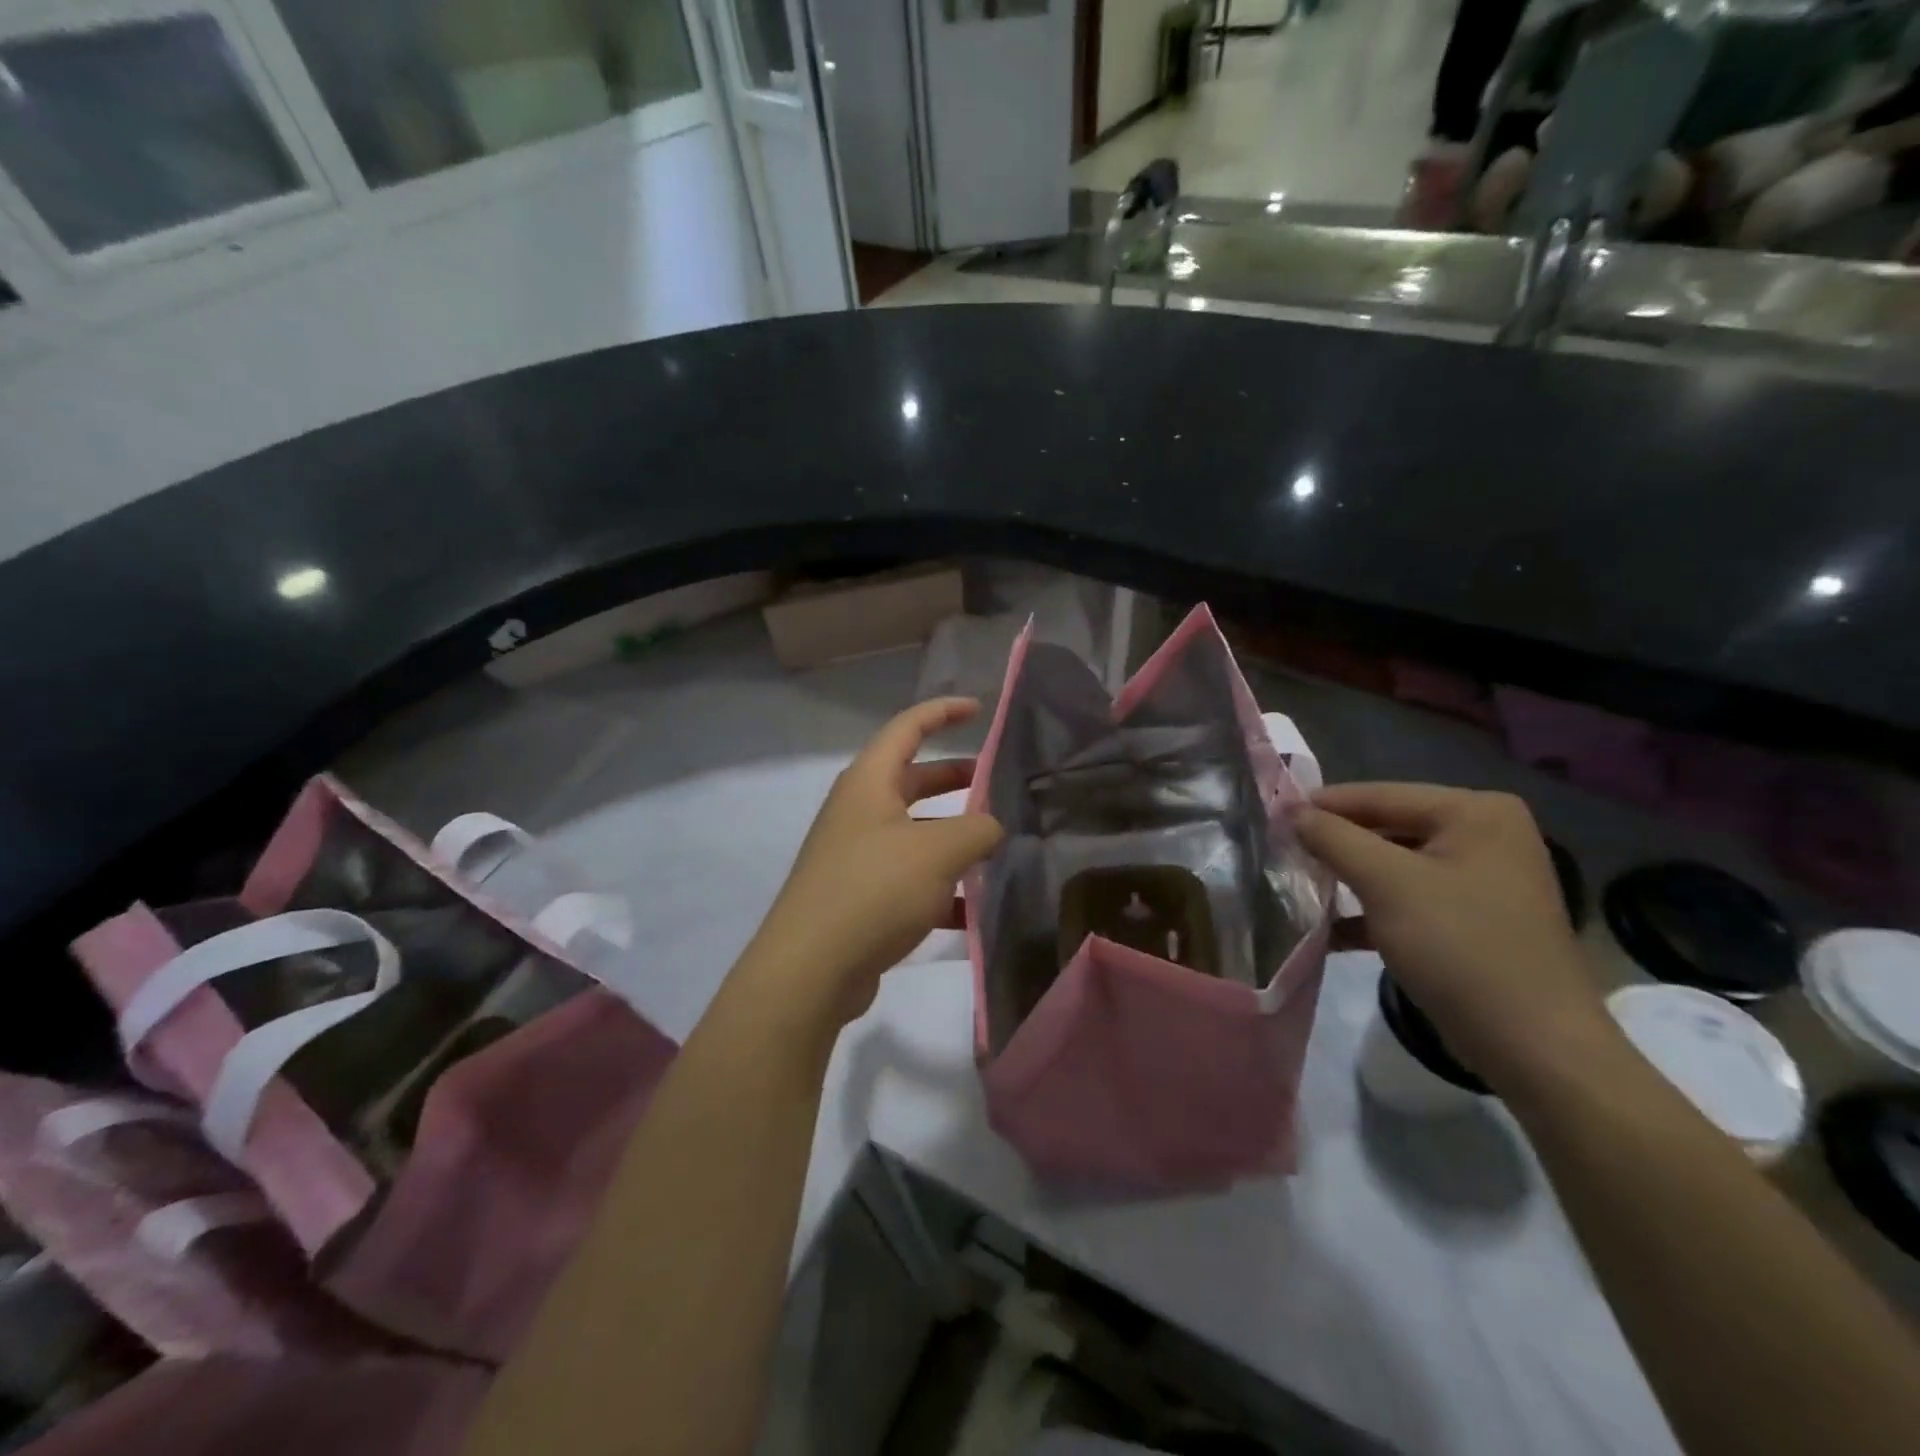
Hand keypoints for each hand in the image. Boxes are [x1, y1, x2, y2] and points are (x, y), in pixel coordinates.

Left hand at [739, 698, 1003, 1035]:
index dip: (943, 712)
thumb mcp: (938, 851)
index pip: (908, 727)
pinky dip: (939, 886)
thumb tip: (991, 827)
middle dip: (955, 779)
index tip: (978, 709)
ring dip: (952, 836)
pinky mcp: (859, 895)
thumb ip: (977, 829)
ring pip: (914, 831)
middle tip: (996, 784)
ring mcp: (856, 854)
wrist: (810, 969)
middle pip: (912, 780)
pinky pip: (907, 877)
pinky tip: (971, 910)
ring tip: (995, 849)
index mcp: (869, 782)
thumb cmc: (874, 889)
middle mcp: (858, 811)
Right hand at [1292, 783, 1612, 1091]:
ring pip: (1394, 864)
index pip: (1380, 795)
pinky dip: (1372, 909)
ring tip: (1298, 886)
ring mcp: (1481, 878)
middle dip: (1335, 844)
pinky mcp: (1473, 918)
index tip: (1271, 816)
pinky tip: (1330, 928)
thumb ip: (1333, 838)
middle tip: (1280, 852)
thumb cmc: (1460, 948)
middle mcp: (1485, 834)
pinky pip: (1409, 897)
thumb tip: (1291, 811)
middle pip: (1387, 827)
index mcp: (1475, 812)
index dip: (1322, 805)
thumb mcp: (1386, 884)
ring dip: (1348, 878)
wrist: (1535, 1047)